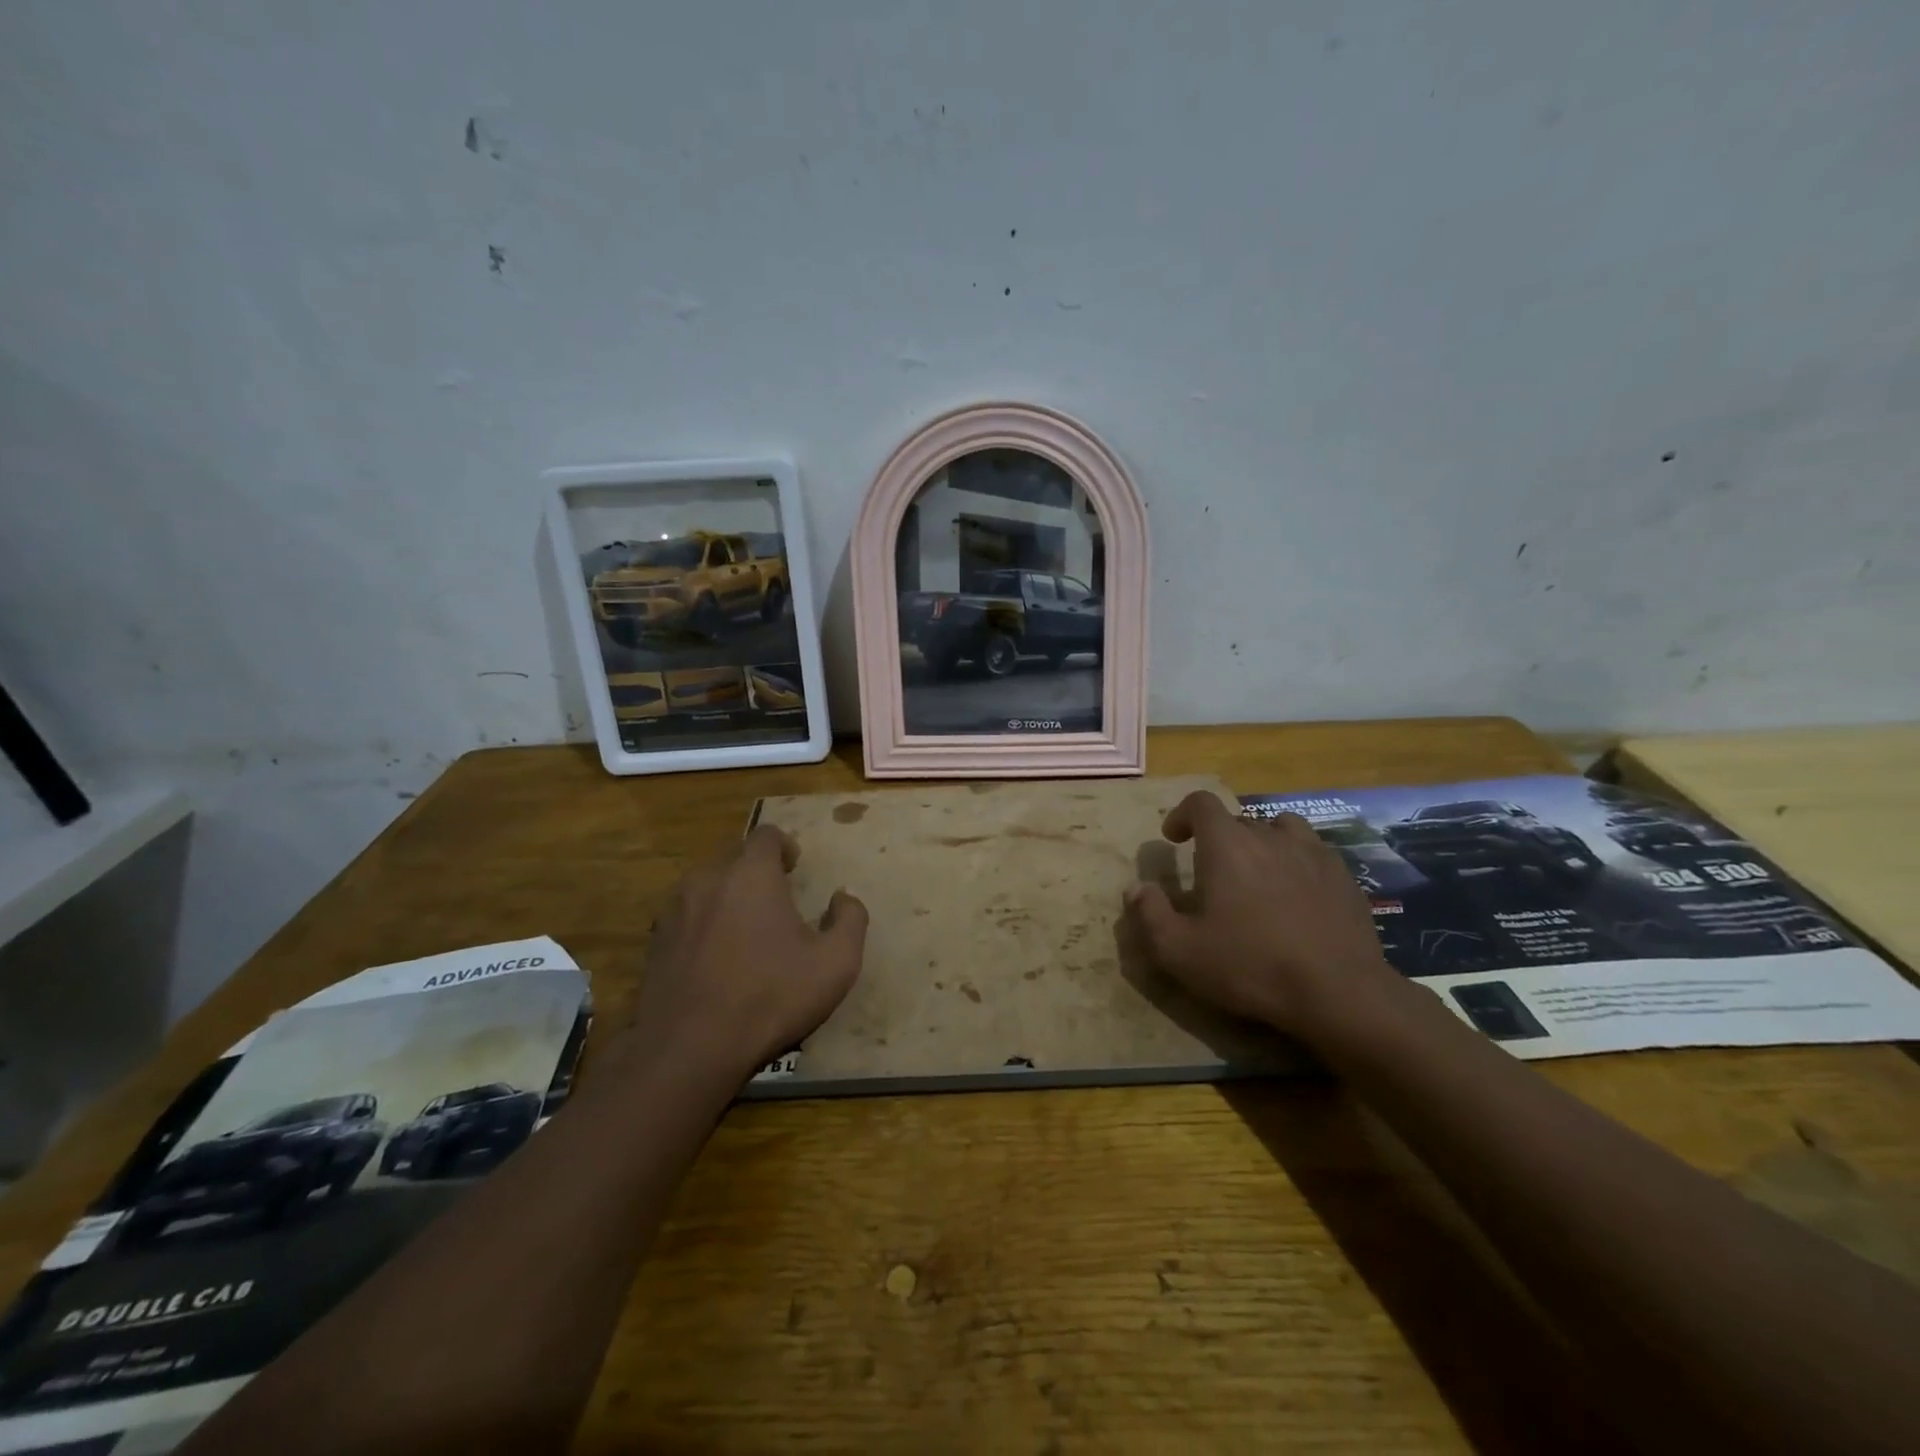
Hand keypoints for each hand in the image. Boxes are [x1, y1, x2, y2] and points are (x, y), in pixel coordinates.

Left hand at [628, 826, 867, 1080]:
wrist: (688, 1048)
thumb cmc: (770, 997)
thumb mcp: (836, 963)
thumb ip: (850, 919)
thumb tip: (843, 898)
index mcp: (751, 874)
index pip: (766, 835)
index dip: (785, 846)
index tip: (795, 868)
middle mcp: (708, 879)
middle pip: (734, 856)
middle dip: (756, 870)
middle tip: (776, 900)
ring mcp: (675, 909)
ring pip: (707, 884)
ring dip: (728, 895)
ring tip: (745, 928)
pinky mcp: (655, 940)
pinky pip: (686, 914)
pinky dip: (703, 922)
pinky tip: (716, 956)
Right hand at [1124, 790, 1396, 1036]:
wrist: (1338, 993)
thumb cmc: (1250, 966)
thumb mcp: (1179, 951)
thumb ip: (1149, 914)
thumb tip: (1136, 888)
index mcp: (1227, 845)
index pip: (1201, 803)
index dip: (1182, 814)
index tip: (1173, 838)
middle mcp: (1269, 836)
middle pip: (1238, 820)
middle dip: (1220, 838)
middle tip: (1212, 873)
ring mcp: (1313, 854)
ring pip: (1281, 829)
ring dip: (1262, 842)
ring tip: (1257, 872)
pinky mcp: (1344, 877)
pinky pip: (1313, 853)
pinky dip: (1296, 862)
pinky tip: (1296, 894)